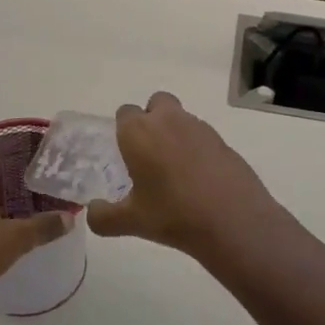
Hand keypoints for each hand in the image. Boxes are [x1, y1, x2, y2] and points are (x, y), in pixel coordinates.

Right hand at [85, 93, 284, 261]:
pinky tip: (200, 179)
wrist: (233, 220)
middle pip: (156, 103)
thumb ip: (103, 217)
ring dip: (175, 134)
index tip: (126, 154)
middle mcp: (168, 120)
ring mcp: (200, 127)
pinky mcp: (223, 141)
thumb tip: (91, 212)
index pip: (125, 113)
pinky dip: (198, 149)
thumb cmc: (173, 215)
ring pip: (181, 118)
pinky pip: (203, 136)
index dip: (124, 130)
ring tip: (176, 172)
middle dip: (152, 120)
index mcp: (140, 132)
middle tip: (150, 154)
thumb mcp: (131, 222)